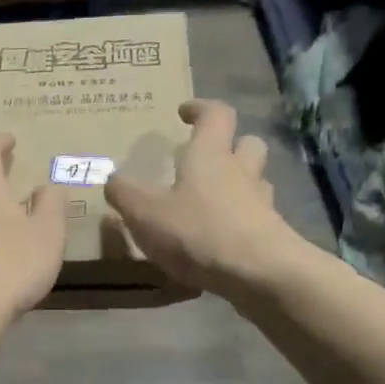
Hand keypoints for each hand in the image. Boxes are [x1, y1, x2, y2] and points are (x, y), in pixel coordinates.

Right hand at [104, 99, 295, 296]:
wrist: (261, 274)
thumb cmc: (198, 231)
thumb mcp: (145, 213)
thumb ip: (125, 193)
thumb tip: (111, 178)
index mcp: (211, 154)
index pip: (215, 115)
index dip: (200, 109)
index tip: (185, 112)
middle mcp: (242, 172)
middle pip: (248, 144)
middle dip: (231, 145)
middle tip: (208, 157)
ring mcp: (262, 204)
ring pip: (256, 181)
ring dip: (240, 184)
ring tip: (214, 200)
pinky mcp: (273, 235)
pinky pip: (257, 218)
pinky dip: (241, 221)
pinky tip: (222, 240)